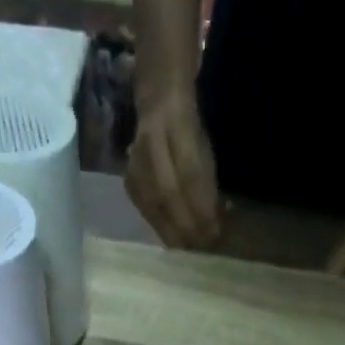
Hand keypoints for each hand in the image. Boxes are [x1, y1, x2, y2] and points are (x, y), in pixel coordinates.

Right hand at [126, 85, 221, 248]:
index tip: (216, 232)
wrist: (157, 97)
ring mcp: (135, 160)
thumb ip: (207, 177)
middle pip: (168, 193)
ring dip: (173, 231)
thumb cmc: (189, 124)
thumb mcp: (204, 141)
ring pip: (154, 204)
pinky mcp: (128, 180)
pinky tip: (173, 240)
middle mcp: (151, 140)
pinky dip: (161, 227)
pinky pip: (145, 210)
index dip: (202, 206)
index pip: (190, 173)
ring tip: (190, 248)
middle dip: (188, 224)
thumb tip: (216, 218)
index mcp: (176, 121)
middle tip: (204, 246)